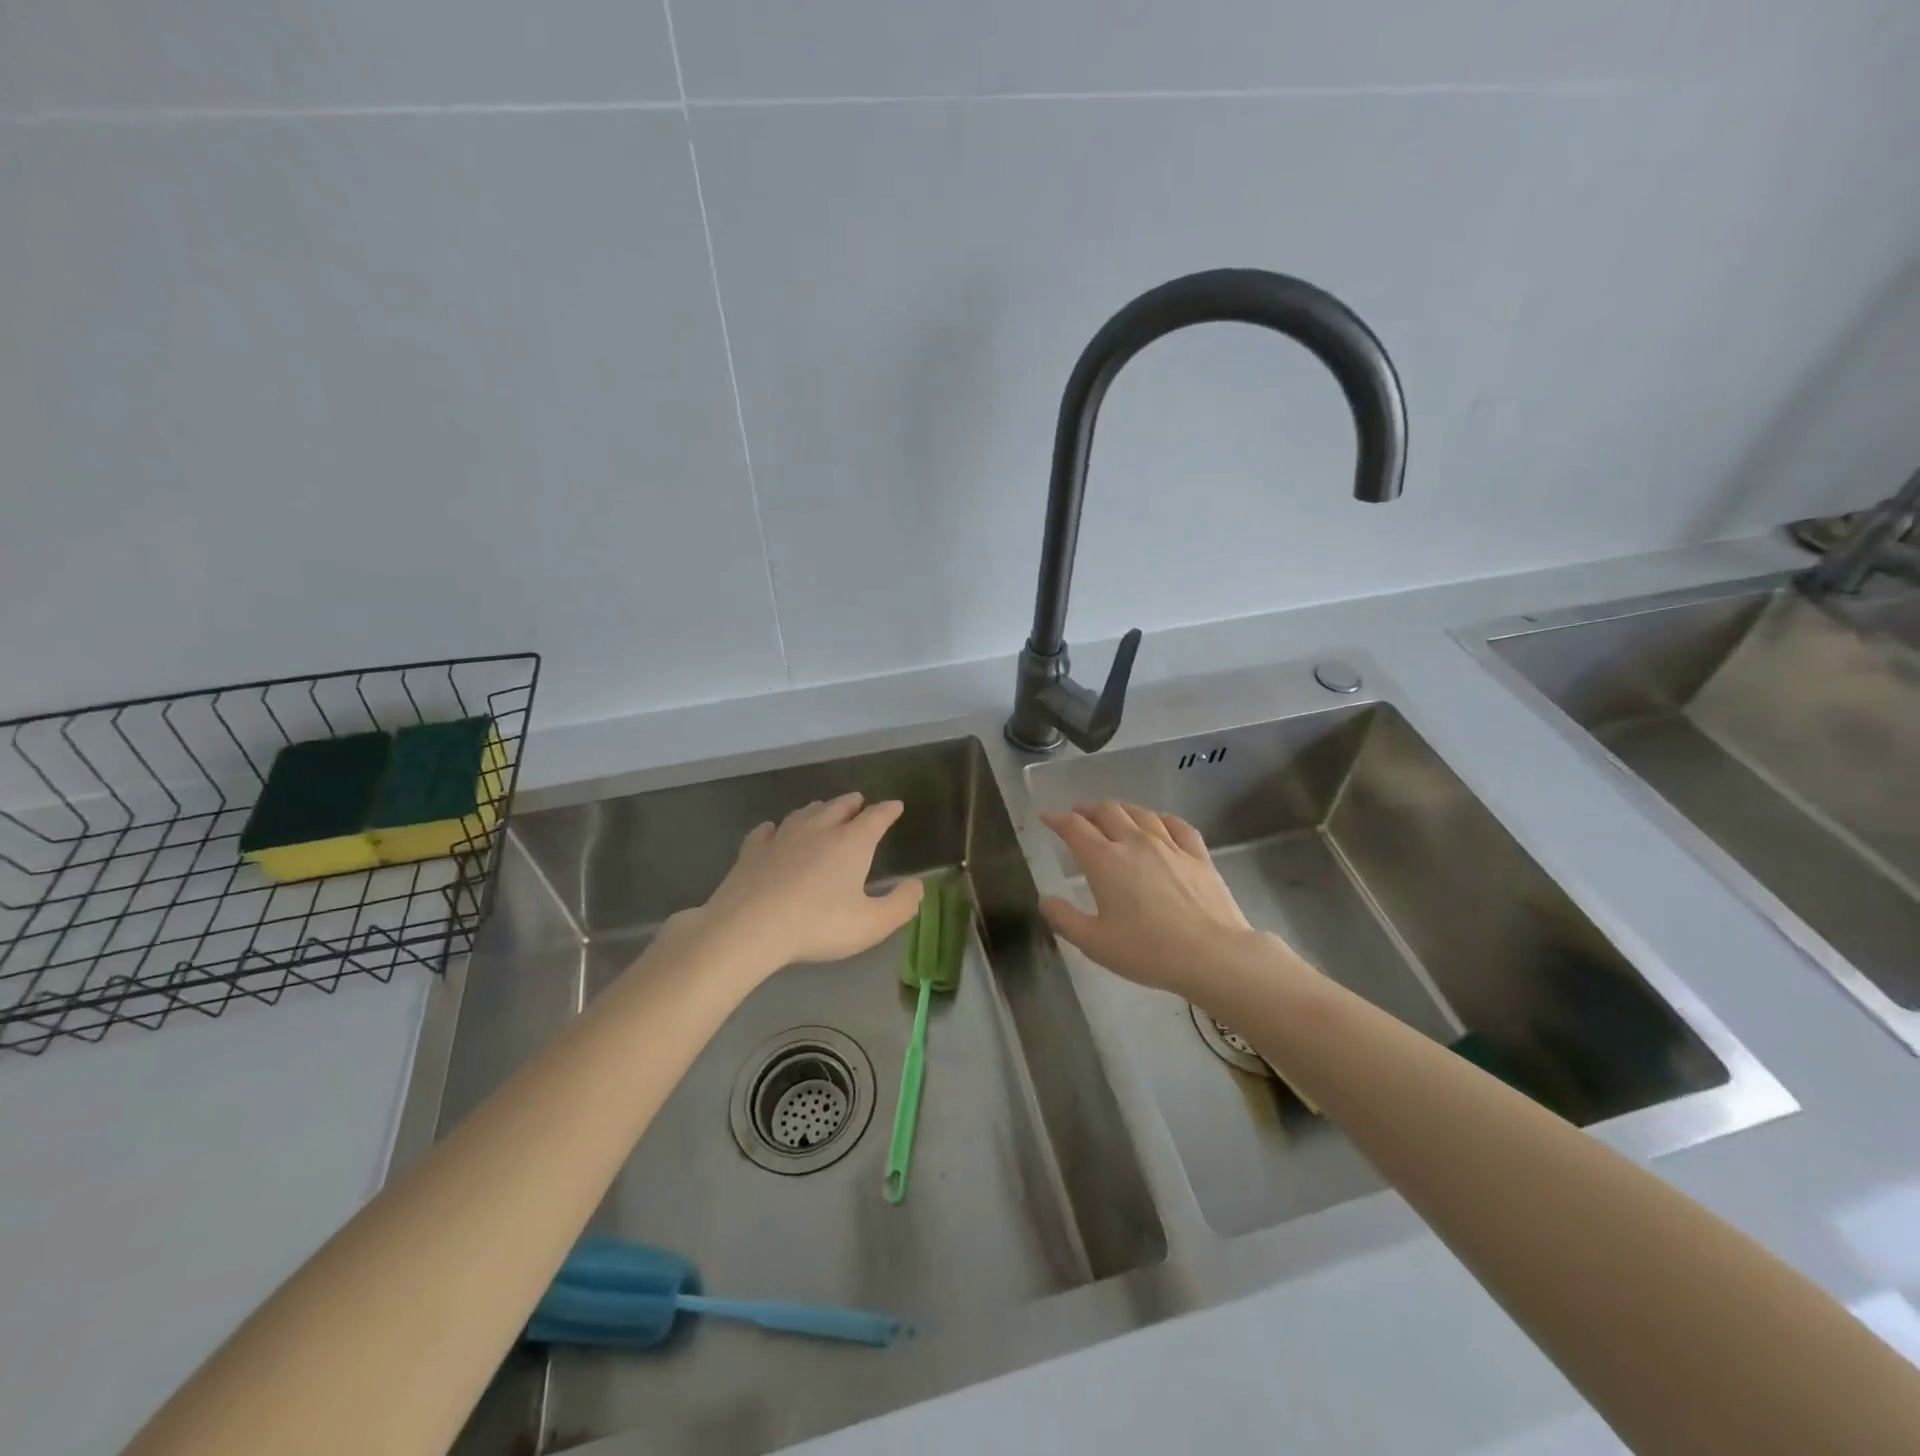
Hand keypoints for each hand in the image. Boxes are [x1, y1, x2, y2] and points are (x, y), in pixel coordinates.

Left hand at [691, 793, 923, 975]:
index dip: (888, 810)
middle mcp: (819, 829)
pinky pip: (766, 831)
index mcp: (852, 842)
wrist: (750, 927)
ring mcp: (783, 837)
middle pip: (839, 807)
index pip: (876, 817)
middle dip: (853, 803)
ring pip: (804, 813)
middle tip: (859, 802)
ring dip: (818, 809)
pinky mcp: (753, 850)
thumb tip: (918, 886)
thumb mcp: (871, 924)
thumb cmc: (818, 924)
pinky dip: (774, 828)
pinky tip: (772, 830)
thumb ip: (900, 905)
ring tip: (822, 810)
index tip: (896, 806)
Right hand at [1039, 802, 1256, 998]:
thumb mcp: (1095, 943)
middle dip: (1088, 810)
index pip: (1075, 828)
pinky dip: (1161, 819)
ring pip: (1141, 813)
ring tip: (1113, 814)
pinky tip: (1159, 823)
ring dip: (1121, 809)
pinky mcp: (1198, 855)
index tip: (1047, 817)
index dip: (1057, 819)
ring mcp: (1170, 846)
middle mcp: (1135, 843)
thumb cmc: (1147, 951)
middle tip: (1079, 816)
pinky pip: (1177, 825)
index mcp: (1105, 860)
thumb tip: (1045, 899)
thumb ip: (1064, 919)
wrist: (1213, 955)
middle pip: (1108, 812)